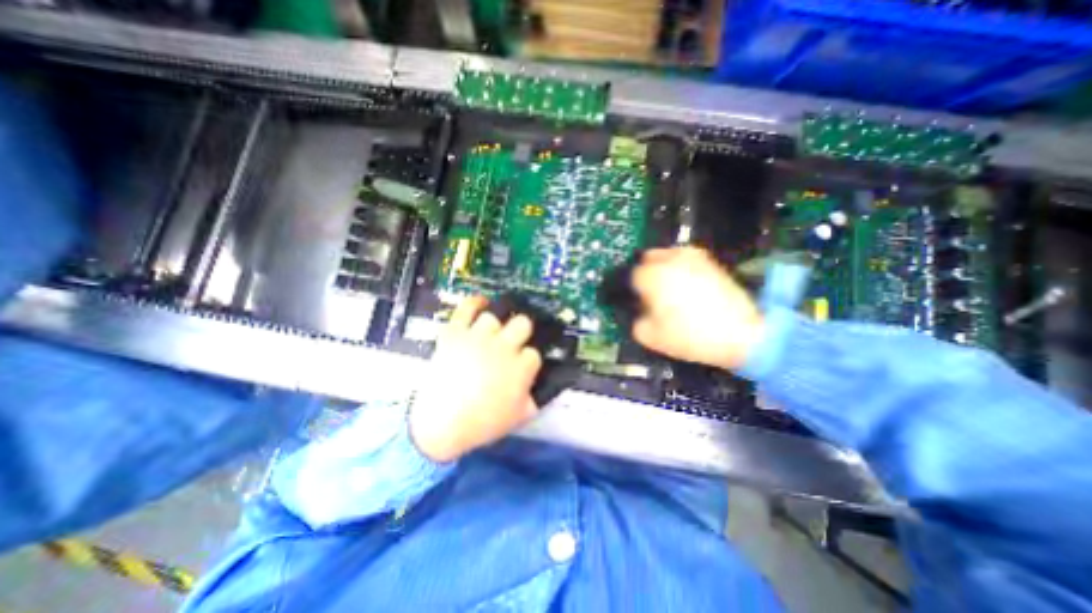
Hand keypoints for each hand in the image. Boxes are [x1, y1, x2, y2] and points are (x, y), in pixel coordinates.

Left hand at [407, 296, 543, 462]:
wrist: (442, 425)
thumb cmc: (484, 423)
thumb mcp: (520, 416)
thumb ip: (535, 398)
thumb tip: (538, 386)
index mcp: (520, 368)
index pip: (534, 353)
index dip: (528, 359)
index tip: (522, 366)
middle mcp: (503, 347)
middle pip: (522, 323)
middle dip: (521, 331)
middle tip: (514, 340)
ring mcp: (478, 338)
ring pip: (494, 317)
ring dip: (495, 325)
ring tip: (492, 331)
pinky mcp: (455, 334)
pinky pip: (466, 308)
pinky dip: (474, 302)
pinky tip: (481, 301)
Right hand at [631, 247, 766, 370]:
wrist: (742, 334)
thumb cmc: (690, 335)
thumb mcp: (650, 337)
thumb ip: (636, 322)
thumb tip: (641, 312)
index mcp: (652, 275)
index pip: (631, 275)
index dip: (633, 290)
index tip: (638, 302)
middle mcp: (670, 259)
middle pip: (648, 258)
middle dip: (646, 272)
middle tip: (651, 293)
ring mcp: (693, 257)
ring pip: (668, 255)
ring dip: (664, 267)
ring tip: (670, 288)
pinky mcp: (711, 262)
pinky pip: (687, 259)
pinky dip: (682, 268)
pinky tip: (688, 286)